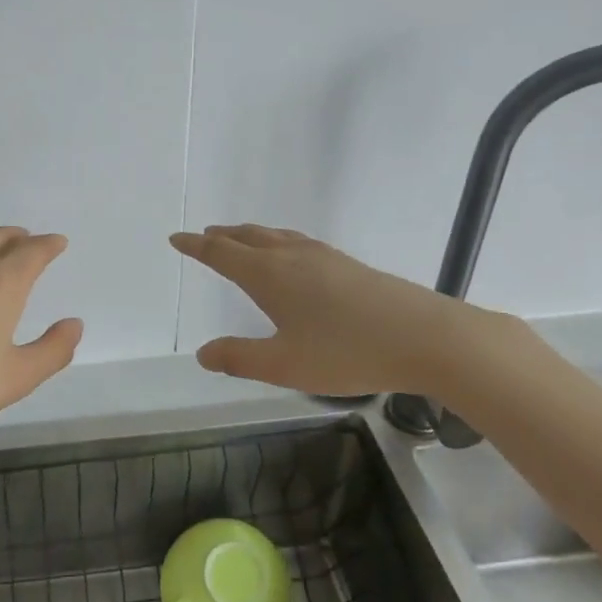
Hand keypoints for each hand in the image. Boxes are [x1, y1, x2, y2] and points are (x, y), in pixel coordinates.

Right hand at [172, 224, 516, 397]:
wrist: (424, 336)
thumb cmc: (347, 352)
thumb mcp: (285, 365)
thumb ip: (240, 358)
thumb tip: (203, 353)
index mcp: (269, 275)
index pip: (222, 254)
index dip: (197, 246)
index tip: (177, 238)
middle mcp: (293, 257)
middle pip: (249, 237)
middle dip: (223, 236)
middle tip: (205, 236)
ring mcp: (324, 257)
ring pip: (277, 237)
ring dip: (251, 236)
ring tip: (242, 240)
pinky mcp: (349, 265)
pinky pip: (299, 243)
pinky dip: (279, 243)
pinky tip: (293, 258)